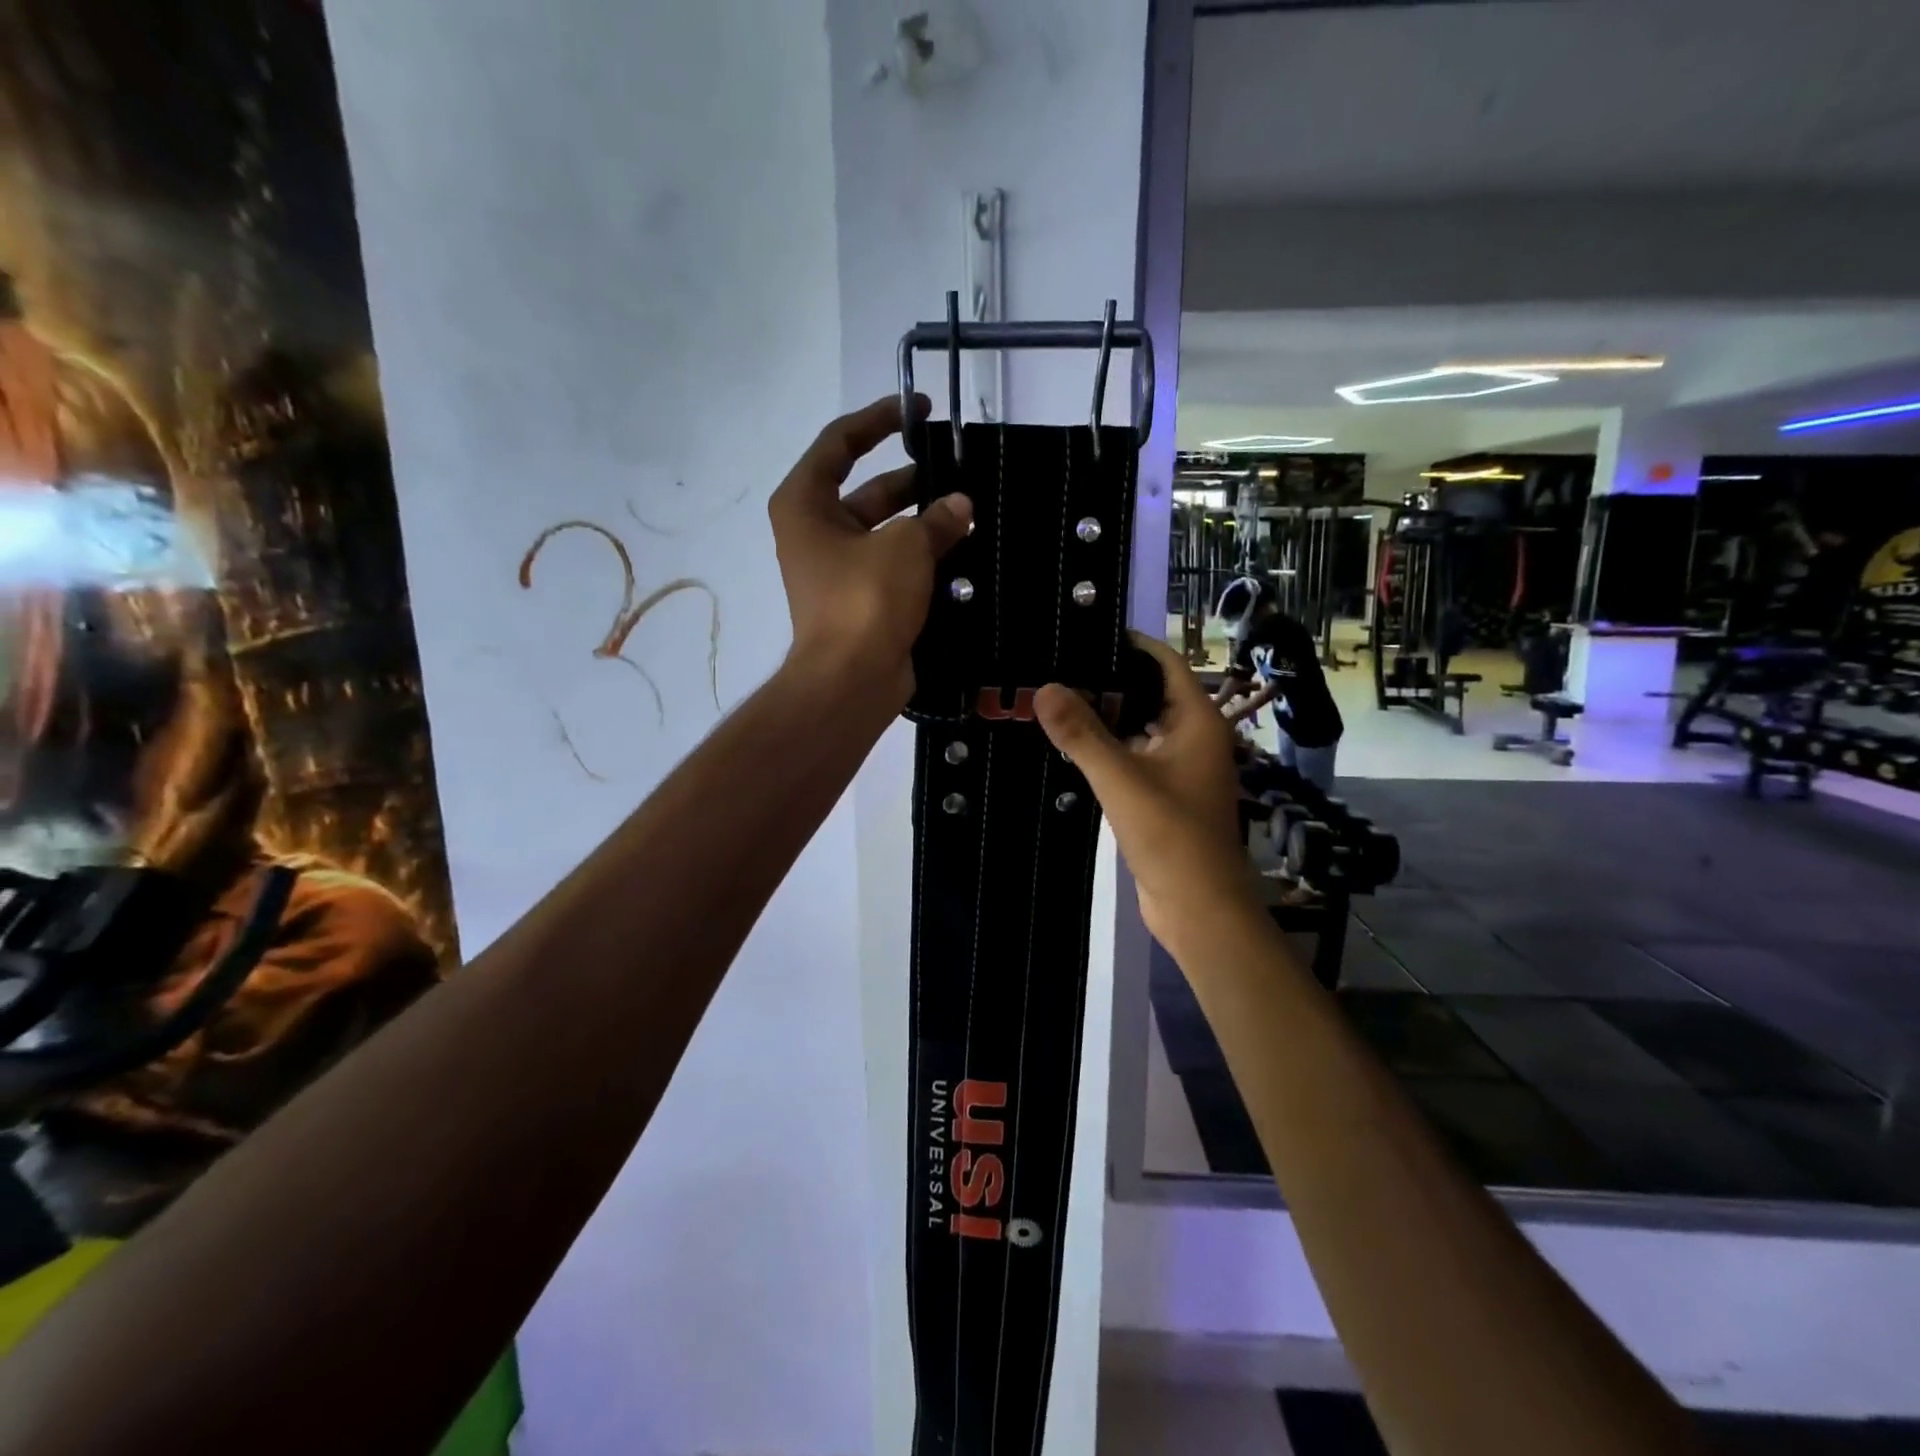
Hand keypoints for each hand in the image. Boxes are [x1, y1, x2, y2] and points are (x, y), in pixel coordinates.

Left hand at [769, 395, 971, 703]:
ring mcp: (837, 569)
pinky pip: (893, 565)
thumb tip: (960, 506)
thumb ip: (936, 518)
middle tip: (957, 469)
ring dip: (922, 521)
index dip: (878, 420)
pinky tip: (961, 550)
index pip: (839, 443)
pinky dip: (921, 556)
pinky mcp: (860, 600)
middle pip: (866, 489)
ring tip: (969, 510)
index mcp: (806, 503)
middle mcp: (815, 531)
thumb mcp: (906, 546)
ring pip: (884, 530)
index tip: (918, 410)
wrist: (851, 680)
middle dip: (911, 480)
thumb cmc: (865, 599)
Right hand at [1034, 635, 1254, 952]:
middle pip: (1149, 693)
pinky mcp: (1163, 794)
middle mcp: (1192, 737)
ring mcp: (1179, 768)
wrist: (1199, 908)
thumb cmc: (1171, 836)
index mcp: (1197, 721)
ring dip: (1104, 717)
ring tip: (1055, 699)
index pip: (1165, 663)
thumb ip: (1082, 734)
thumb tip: (1044, 688)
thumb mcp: (1121, 779)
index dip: (1130, 644)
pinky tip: (1070, 745)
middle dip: (1108, 680)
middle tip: (1056, 666)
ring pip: (1138, 728)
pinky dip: (1106, 748)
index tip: (1084, 632)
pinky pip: (1133, 757)